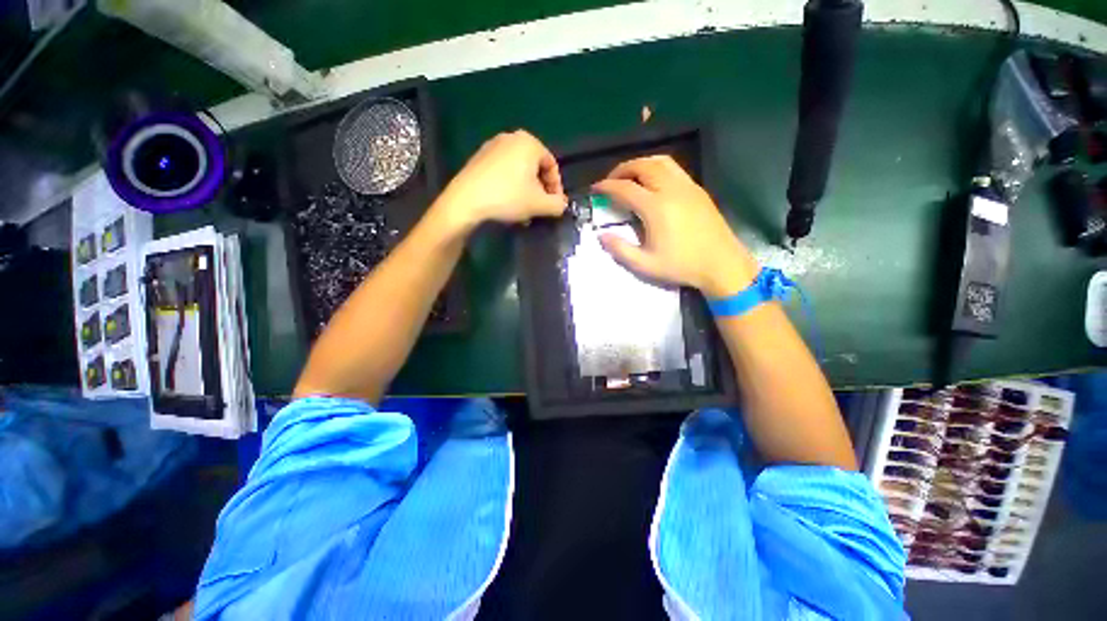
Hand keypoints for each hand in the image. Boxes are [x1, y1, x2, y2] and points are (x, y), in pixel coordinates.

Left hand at [433, 130, 566, 234]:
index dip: (556, 187)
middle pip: (535, 167)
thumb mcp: (539, 204)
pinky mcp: (479, 158)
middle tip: (539, 208)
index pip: (552, 165)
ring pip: (519, 171)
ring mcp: (492, 146)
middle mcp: (511, 137)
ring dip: (526, 190)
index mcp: (529, 142)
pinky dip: (510, 186)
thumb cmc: (508, 197)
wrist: (466, 201)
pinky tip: (507, 203)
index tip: (554, 205)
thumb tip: (561, 204)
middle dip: (540, 189)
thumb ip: (557, 204)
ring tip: (524, 209)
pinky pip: (503, 171)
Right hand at [593, 156, 758, 297]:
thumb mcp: (645, 265)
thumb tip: (601, 235)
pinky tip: (652, 182)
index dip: (607, 186)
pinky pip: (673, 168)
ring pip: (659, 161)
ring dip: (640, 164)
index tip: (596, 189)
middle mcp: (671, 189)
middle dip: (622, 170)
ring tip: (629, 177)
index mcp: (656, 207)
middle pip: (642, 166)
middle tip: (610, 181)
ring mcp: (687, 186)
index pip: (625, 188)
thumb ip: (620, 249)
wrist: (721, 264)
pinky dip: (656, 167)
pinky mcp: (697, 189)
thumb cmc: (681, 266)